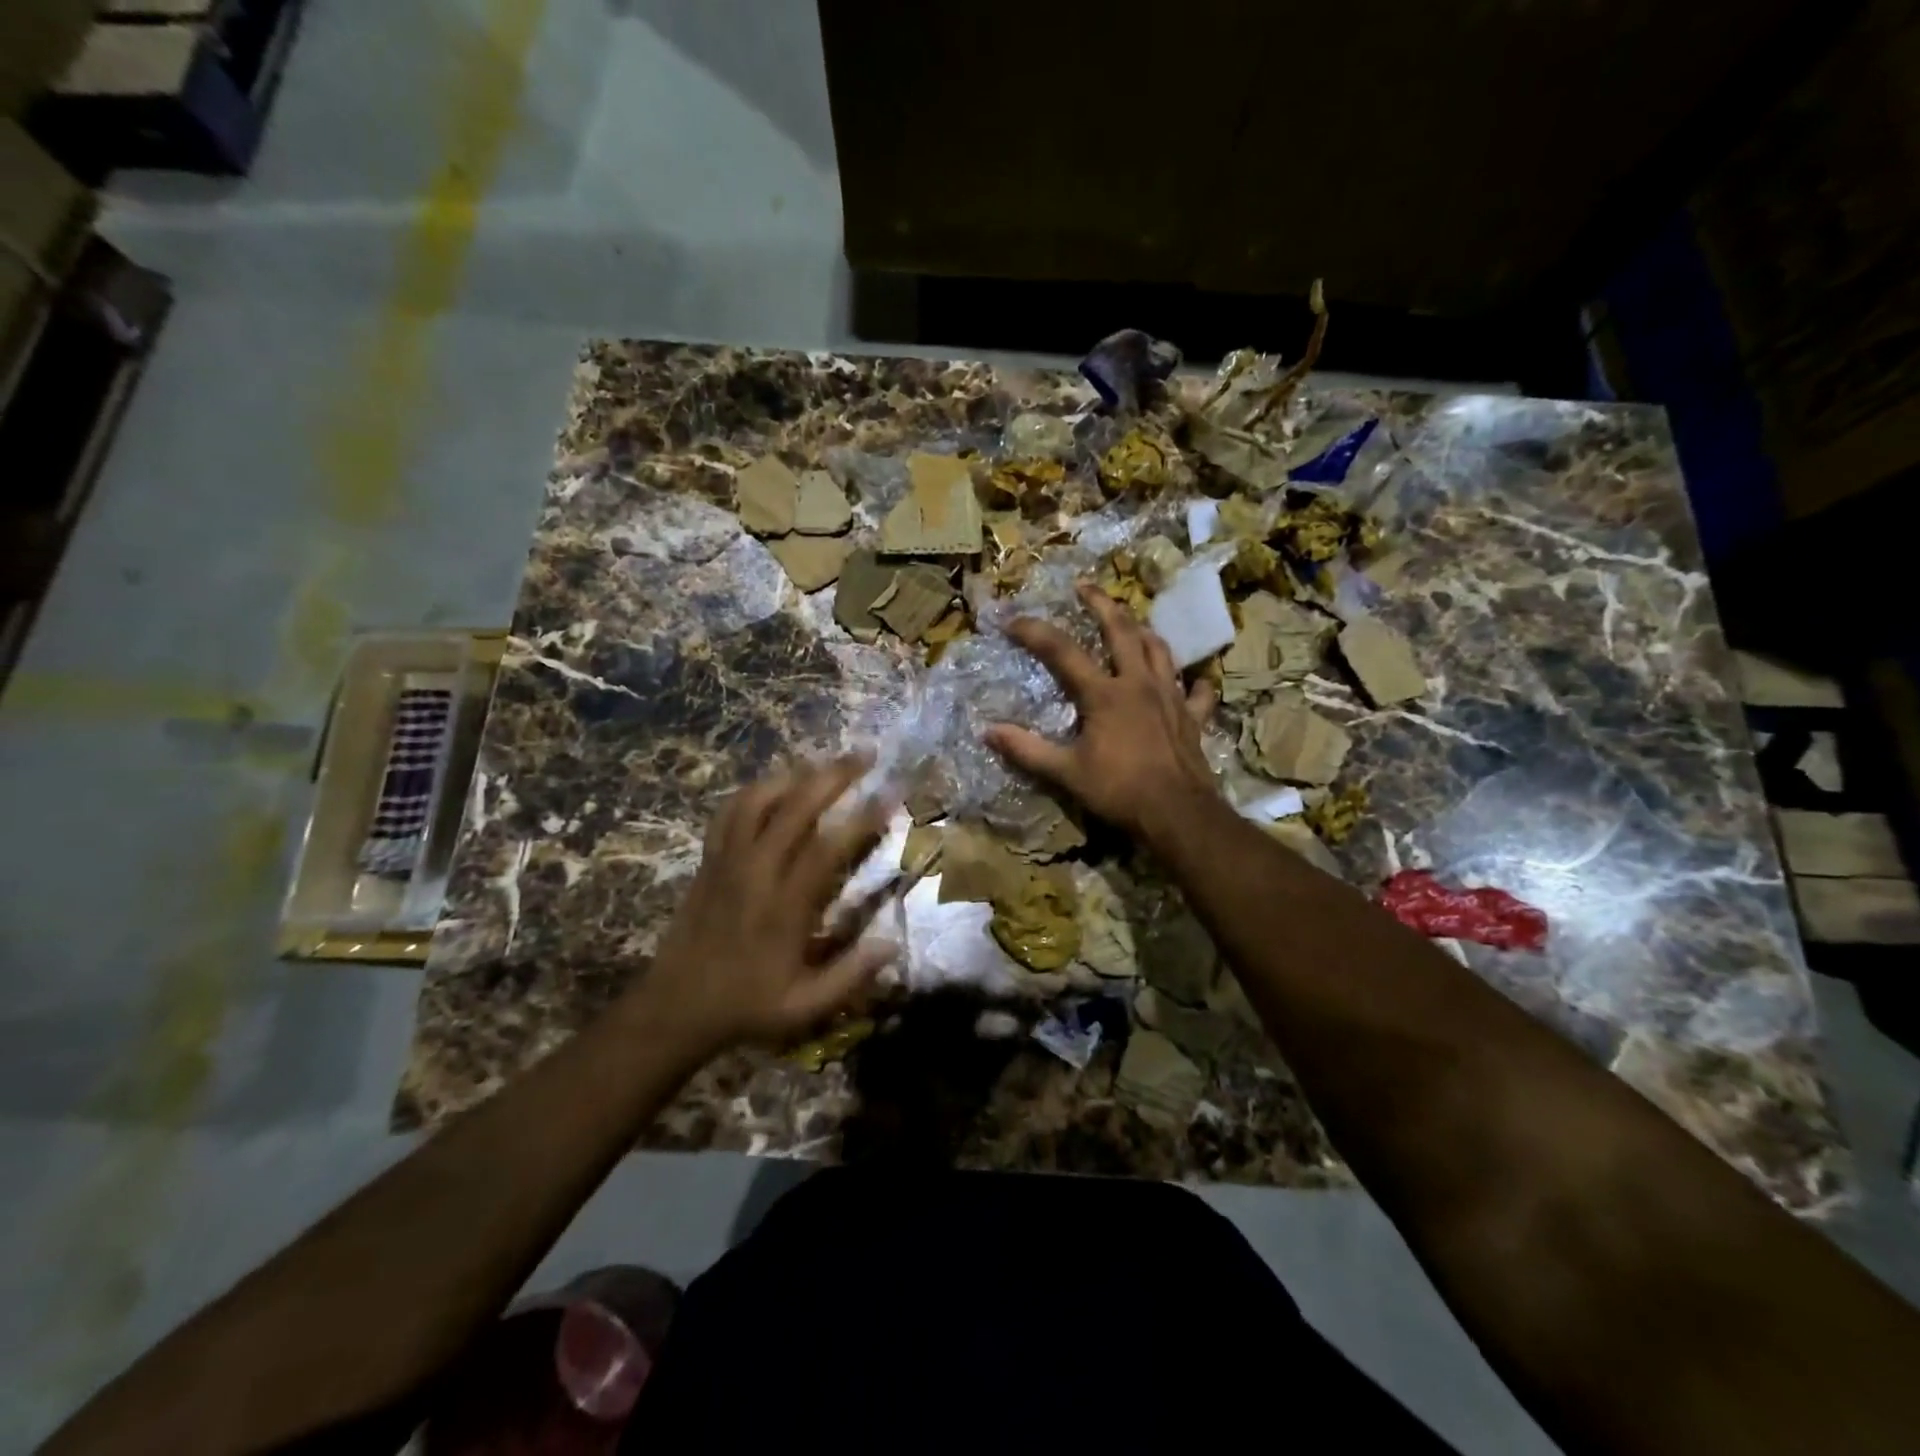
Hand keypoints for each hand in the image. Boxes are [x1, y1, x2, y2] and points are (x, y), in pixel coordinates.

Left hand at [638, 755, 897, 1055]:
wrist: (674, 1008)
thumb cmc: (746, 1007)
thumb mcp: (804, 1008)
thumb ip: (850, 976)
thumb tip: (893, 943)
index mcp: (784, 907)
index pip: (828, 848)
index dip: (862, 818)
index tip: (890, 794)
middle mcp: (756, 873)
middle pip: (795, 807)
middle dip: (833, 775)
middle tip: (865, 755)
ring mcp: (727, 862)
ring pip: (758, 800)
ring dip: (793, 774)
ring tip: (822, 764)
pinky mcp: (709, 861)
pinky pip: (729, 813)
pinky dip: (754, 791)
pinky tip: (773, 787)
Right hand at [984, 584, 1218, 839]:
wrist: (1177, 813)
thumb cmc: (1119, 790)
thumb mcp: (1066, 773)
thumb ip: (1027, 750)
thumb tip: (987, 732)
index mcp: (1104, 694)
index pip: (1062, 652)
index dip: (1035, 632)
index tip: (1012, 620)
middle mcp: (1139, 683)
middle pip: (1121, 630)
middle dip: (1101, 604)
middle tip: (1085, 586)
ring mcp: (1171, 697)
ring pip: (1159, 649)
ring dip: (1142, 631)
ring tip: (1130, 622)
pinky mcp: (1193, 716)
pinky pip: (1195, 690)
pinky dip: (1190, 681)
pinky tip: (1188, 680)